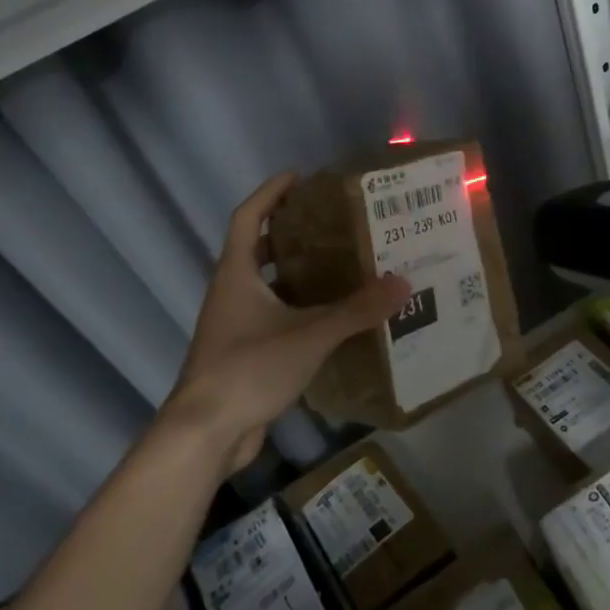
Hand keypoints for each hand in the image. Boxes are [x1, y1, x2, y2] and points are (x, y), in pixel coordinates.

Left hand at [162, 172, 410, 472]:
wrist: (206, 432)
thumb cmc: (249, 368)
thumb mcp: (309, 335)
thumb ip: (356, 310)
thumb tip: (403, 283)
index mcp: (236, 274)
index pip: (247, 217)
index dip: (270, 193)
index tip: (299, 177)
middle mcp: (230, 293)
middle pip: (255, 249)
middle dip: (288, 233)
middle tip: (329, 225)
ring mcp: (232, 325)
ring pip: (264, 287)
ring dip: (294, 274)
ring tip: (337, 267)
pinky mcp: (241, 353)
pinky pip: (270, 318)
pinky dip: (295, 310)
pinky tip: (328, 319)